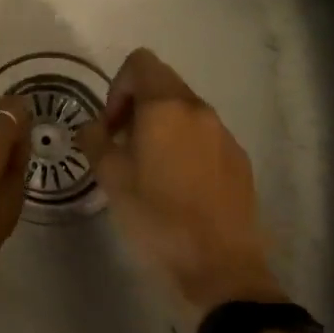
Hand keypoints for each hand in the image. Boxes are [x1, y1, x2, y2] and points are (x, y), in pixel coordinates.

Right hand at [76, 49, 286, 329]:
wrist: (222, 269)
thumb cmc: (158, 219)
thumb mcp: (112, 179)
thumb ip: (95, 141)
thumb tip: (93, 126)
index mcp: (166, 107)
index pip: (140, 63)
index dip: (117, 86)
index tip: (111, 126)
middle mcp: (199, 110)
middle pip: (163, 84)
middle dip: (137, 107)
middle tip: (124, 148)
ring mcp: (225, 134)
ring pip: (185, 111)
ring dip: (162, 127)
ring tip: (150, 171)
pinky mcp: (240, 160)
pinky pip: (205, 136)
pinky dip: (186, 146)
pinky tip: (179, 188)